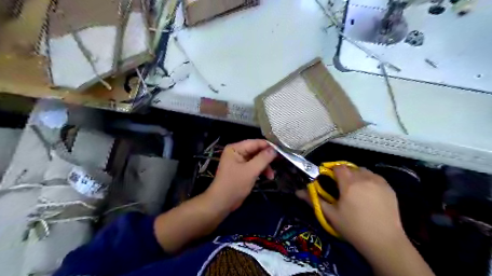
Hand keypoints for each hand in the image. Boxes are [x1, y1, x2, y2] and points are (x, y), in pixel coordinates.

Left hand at [206, 140, 276, 212]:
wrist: (221, 203)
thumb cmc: (234, 185)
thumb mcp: (250, 171)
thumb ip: (263, 158)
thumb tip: (275, 149)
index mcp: (236, 148)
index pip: (255, 142)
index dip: (268, 146)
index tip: (281, 151)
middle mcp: (237, 152)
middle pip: (256, 150)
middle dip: (267, 158)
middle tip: (279, 163)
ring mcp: (239, 161)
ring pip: (257, 159)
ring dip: (265, 166)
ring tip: (272, 175)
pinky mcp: (242, 170)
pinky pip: (254, 166)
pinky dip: (261, 170)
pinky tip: (267, 177)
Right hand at [295, 166, 403, 249]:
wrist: (384, 242)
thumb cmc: (353, 228)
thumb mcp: (331, 215)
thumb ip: (314, 200)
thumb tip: (297, 192)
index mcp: (349, 183)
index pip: (338, 167)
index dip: (332, 171)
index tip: (329, 180)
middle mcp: (364, 178)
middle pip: (351, 168)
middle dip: (344, 174)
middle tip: (342, 187)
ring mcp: (379, 182)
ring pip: (363, 171)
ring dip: (357, 175)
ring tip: (356, 189)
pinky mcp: (389, 188)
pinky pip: (375, 177)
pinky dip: (369, 180)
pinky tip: (369, 193)